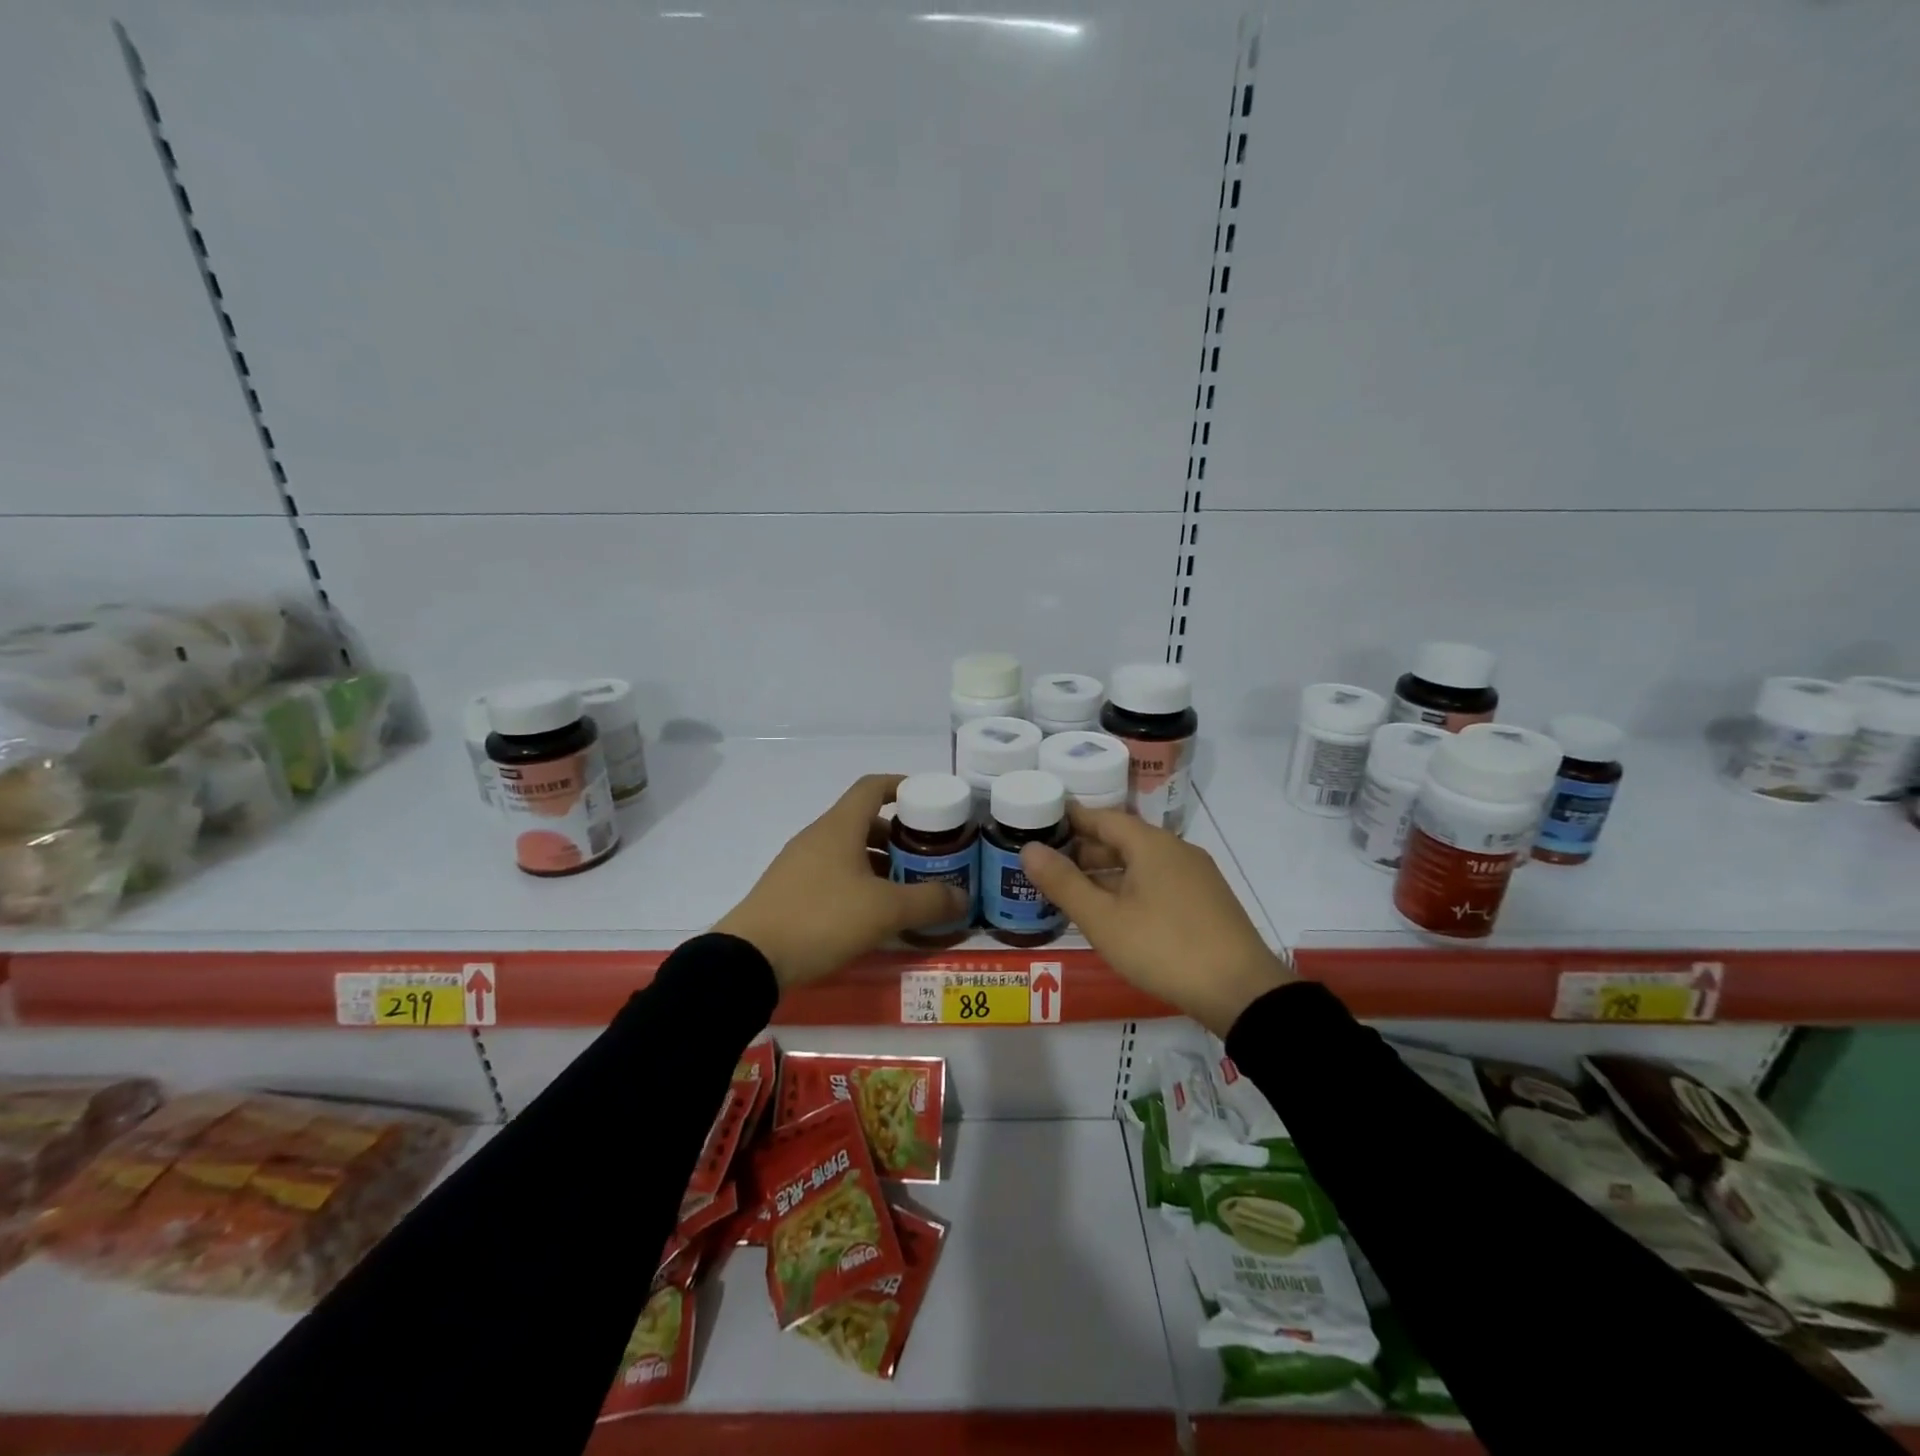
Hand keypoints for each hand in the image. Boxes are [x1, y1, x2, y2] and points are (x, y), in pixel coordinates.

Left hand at [714, 774, 969, 989]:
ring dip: (880, 862)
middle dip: (899, 835)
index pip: (873, 787)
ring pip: (848, 850)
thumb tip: (963, 897)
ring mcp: (799, 864)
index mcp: (839, 826)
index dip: (902, 785)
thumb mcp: (885, 911)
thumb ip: (929, 901)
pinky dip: (859, 882)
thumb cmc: (822, 919)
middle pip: (864, 821)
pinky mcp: (789, 891)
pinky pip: (833, 873)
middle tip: (928, 855)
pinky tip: (873, 912)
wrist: (749, 960)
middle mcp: (818, 837)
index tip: (929, 801)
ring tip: (907, 887)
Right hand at [1020, 806, 1291, 1036]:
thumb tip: (1029, 849)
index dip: (1070, 820)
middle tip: (1048, 865)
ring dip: (1107, 872)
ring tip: (1074, 890)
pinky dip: (1130, 887)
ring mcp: (1195, 875)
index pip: (1102, 818)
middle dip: (1085, 849)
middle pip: (1123, 839)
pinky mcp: (1206, 901)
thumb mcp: (1103, 919)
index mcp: (1151, 844)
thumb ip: (1063, 883)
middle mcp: (1175, 850)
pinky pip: (1158, 881)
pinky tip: (1115, 912)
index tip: (1040, 823)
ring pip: (1141, 863)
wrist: (1242, 992)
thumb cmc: (1163, 948)